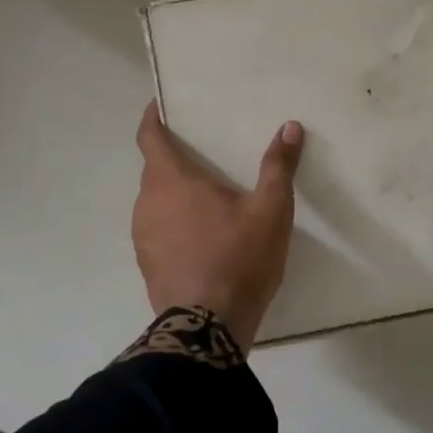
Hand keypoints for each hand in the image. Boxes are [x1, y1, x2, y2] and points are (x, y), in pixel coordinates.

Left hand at [133, 102, 304, 350]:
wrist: (207, 328)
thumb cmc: (238, 257)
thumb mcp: (270, 209)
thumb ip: (278, 166)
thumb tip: (290, 127)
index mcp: (171, 180)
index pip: (150, 136)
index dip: (153, 117)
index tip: (161, 105)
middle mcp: (147, 202)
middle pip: (155, 169)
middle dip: (174, 158)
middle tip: (204, 152)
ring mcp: (142, 236)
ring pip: (155, 201)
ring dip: (174, 193)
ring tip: (206, 195)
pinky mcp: (147, 264)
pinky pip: (157, 229)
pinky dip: (173, 222)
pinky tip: (201, 235)